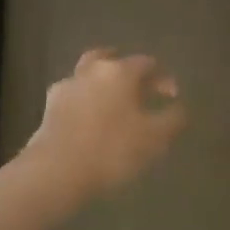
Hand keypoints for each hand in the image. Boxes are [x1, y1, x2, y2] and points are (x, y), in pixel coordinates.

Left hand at [24, 50, 187, 197]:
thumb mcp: (155, 138)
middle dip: (126, 70)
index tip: (172, 97)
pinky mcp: (49, 108)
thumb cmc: (112, 150)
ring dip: (102, 83)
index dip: (163, 78)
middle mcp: (92, 71)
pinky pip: (73, 96)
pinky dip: (84, 101)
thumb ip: (172, 119)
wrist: (57, 170)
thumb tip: (180, 108)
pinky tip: (89, 119)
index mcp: (120, 72)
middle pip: (111, 59)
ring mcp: (67, 87)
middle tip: (138, 86)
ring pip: (88, 75)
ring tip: (112, 103)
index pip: (147, 64)